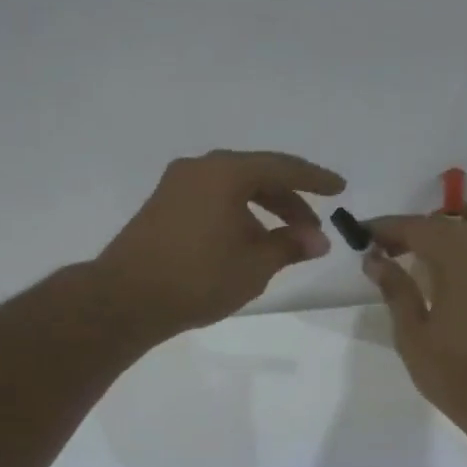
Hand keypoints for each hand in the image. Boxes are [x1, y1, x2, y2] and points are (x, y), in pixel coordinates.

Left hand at [95, 150, 346, 336]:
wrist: (126, 298)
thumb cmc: (198, 278)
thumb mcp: (254, 265)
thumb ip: (290, 246)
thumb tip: (318, 240)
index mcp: (225, 172)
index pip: (282, 168)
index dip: (315, 179)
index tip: (340, 188)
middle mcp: (199, 169)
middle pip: (257, 176)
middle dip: (289, 203)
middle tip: (311, 232)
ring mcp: (176, 186)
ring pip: (233, 190)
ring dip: (263, 212)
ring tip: (282, 244)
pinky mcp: (162, 207)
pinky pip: (212, 201)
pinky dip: (237, 216)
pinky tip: (246, 244)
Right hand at [363, 208, 466, 436]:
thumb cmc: (453, 372)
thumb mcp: (412, 333)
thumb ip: (394, 289)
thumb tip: (374, 258)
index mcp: (459, 259)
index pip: (417, 228)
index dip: (386, 228)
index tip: (359, 234)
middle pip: (442, 224)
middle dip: (408, 231)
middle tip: (377, 249)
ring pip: (464, 230)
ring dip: (433, 235)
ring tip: (404, 255)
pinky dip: (457, 245)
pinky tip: (438, 265)